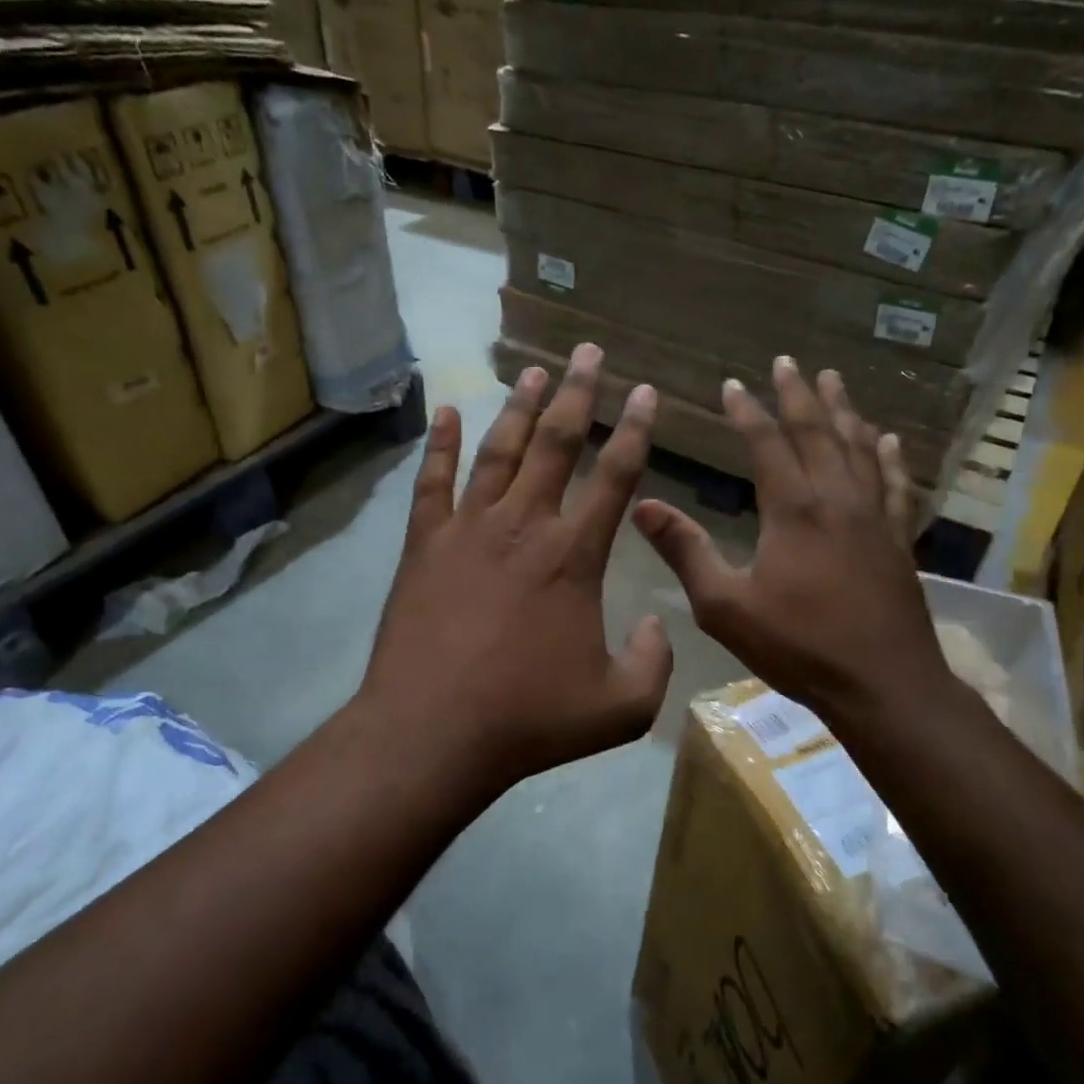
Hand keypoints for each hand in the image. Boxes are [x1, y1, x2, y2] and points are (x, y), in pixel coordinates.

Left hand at [359, 343, 672, 792]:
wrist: (432, 732)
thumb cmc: (528, 719)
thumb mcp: (620, 708)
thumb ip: (654, 663)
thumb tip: (659, 624)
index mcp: (574, 556)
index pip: (616, 476)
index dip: (637, 430)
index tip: (647, 392)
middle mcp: (524, 525)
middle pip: (557, 443)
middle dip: (579, 393)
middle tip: (589, 351)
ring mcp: (468, 529)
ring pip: (500, 451)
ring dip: (521, 408)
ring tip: (536, 370)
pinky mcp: (424, 544)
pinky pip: (433, 481)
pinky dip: (441, 443)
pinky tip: (448, 411)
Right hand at [633, 358, 951, 723]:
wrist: (882, 684)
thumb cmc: (798, 646)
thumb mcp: (725, 605)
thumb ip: (685, 552)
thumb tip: (642, 507)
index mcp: (793, 509)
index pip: (767, 444)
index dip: (747, 411)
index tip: (732, 384)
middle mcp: (836, 499)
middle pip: (817, 432)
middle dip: (799, 394)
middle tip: (787, 362)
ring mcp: (874, 516)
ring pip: (858, 447)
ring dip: (843, 411)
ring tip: (833, 380)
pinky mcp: (898, 538)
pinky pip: (894, 483)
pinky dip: (889, 456)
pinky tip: (887, 438)